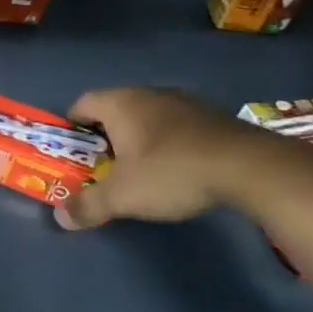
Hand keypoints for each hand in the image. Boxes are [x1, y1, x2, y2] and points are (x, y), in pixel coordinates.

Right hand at [55, 87, 265, 230]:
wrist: (252, 167)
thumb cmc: (172, 171)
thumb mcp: (123, 196)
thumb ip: (89, 205)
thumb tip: (60, 218)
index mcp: (119, 103)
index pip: (81, 105)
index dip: (72, 129)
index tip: (74, 154)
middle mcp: (148, 93)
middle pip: (114, 110)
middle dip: (106, 137)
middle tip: (105, 167)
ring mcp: (184, 102)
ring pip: (148, 117)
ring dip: (140, 139)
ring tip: (143, 171)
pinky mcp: (213, 116)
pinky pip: (178, 125)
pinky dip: (170, 143)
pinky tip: (180, 168)